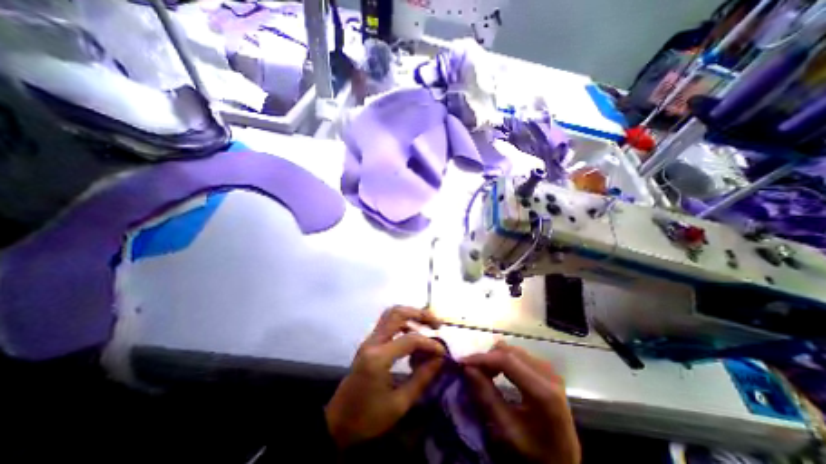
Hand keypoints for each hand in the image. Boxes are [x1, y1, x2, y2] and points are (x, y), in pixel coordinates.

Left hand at [327, 307, 449, 446]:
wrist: (337, 422)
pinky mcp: (369, 342)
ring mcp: (369, 340)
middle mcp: (372, 342)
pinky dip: (403, 323)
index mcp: (378, 358)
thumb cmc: (367, 418)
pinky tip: (413, 337)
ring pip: (391, 313)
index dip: (429, 343)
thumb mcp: (399, 405)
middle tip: (436, 324)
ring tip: (428, 326)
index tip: (442, 352)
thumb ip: (421, 378)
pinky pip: (388, 323)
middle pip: (397, 313)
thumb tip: (439, 359)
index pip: (410, 339)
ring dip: (411, 315)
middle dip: (420, 314)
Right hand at [461, 341, 576, 463]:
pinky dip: (503, 359)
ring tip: (483, 372)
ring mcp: (549, 370)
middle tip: (471, 369)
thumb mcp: (508, 430)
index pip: (507, 360)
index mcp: (544, 392)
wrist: (563, 460)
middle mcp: (548, 374)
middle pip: (509, 352)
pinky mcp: (546, 370)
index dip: (482, 358)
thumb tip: (467, 368)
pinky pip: (519, 355)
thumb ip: (487, 397)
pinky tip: (496, 371)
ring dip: (494, 357)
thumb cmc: (535, 450)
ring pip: (512, 350)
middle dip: (487, 357)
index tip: (462, 362)